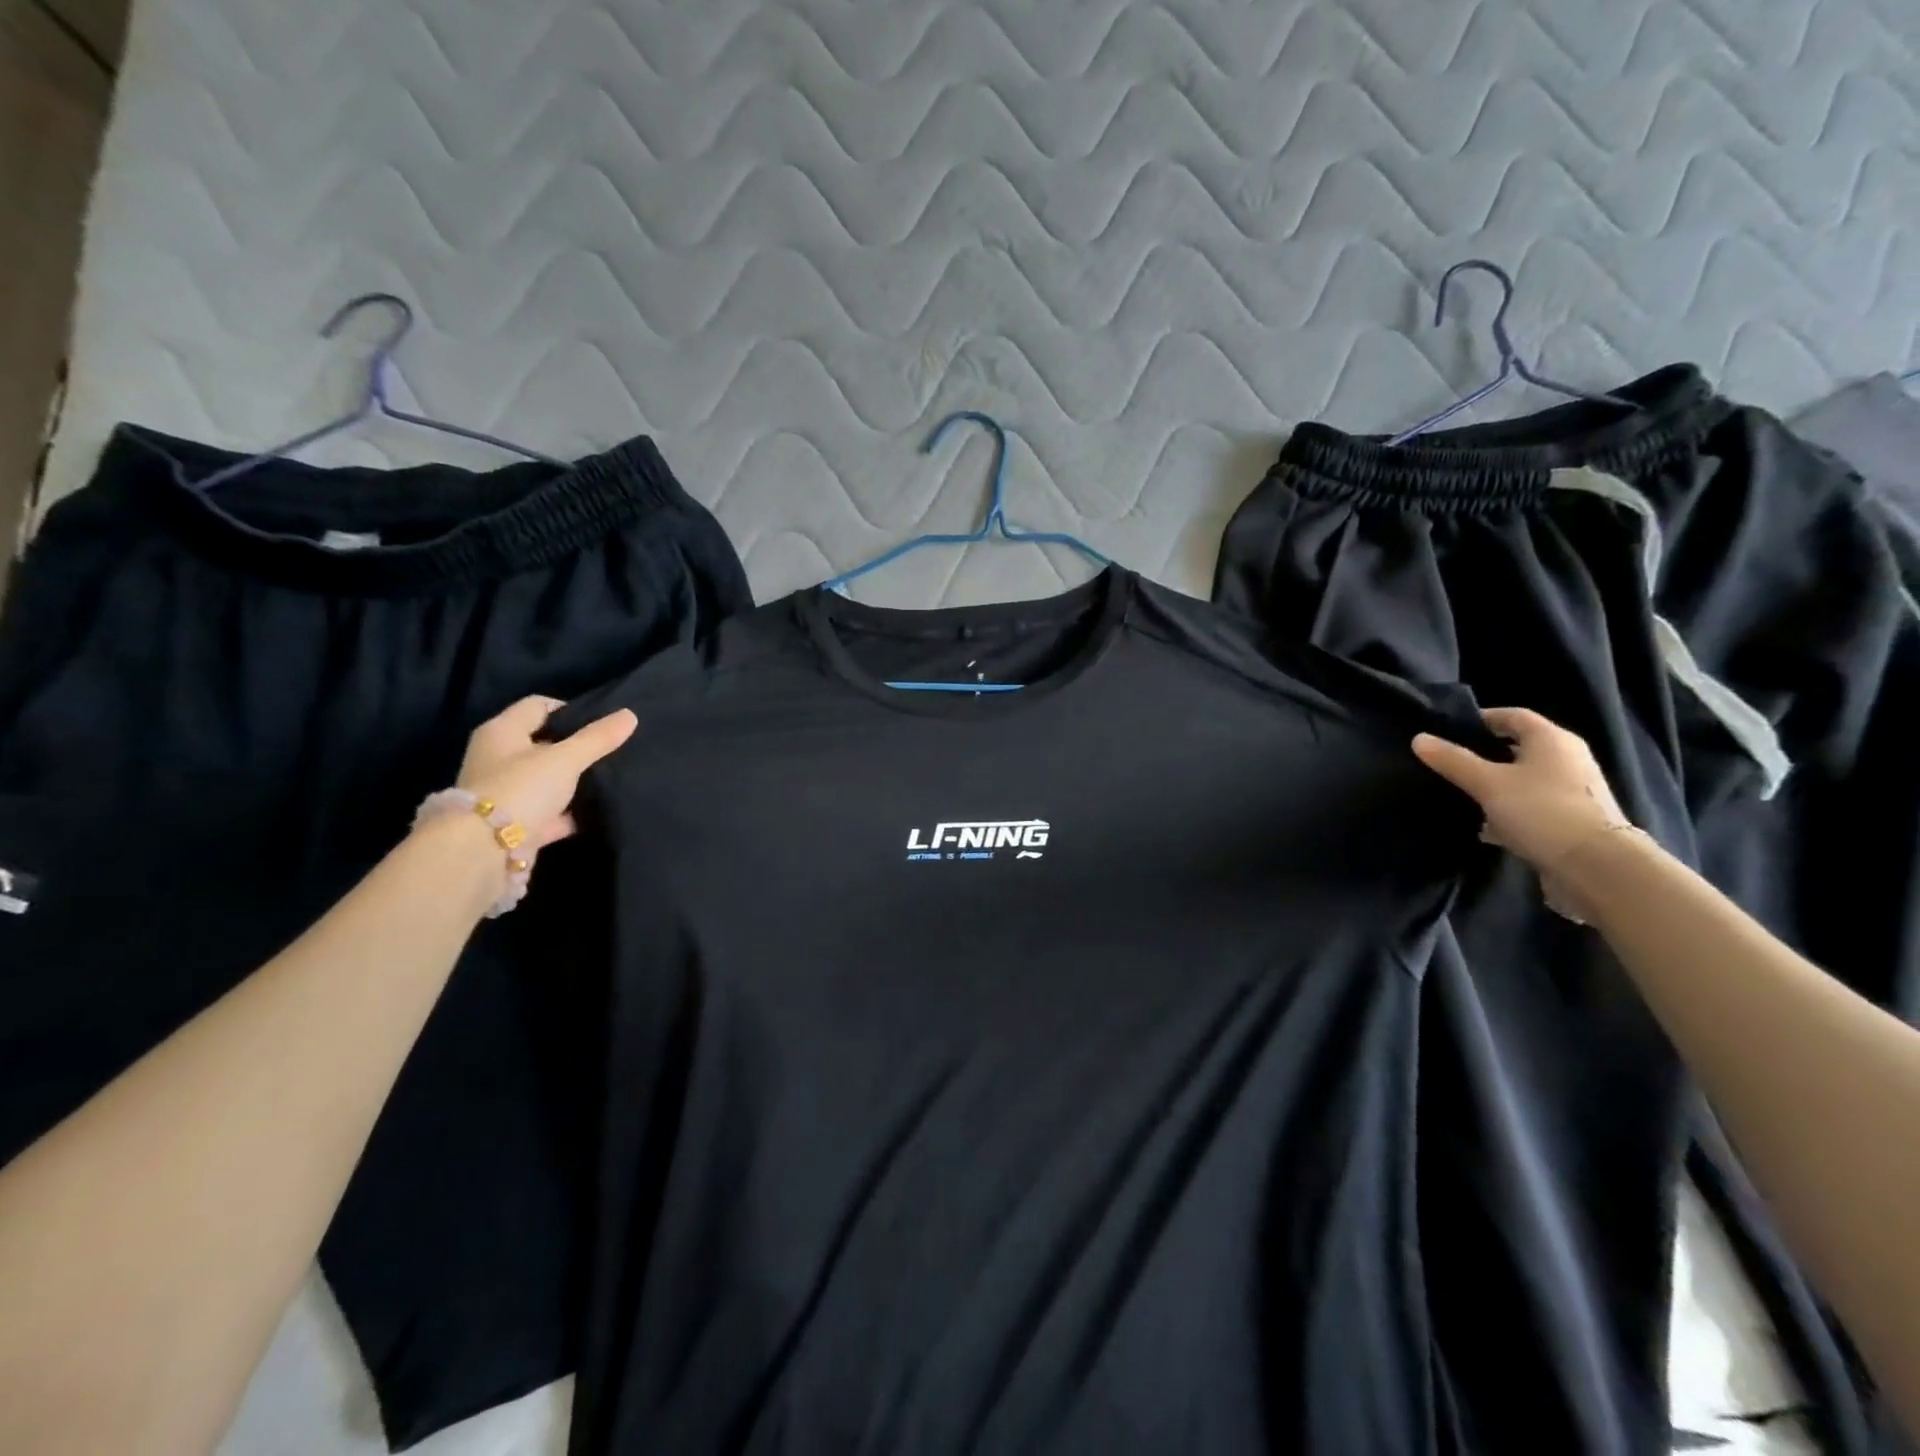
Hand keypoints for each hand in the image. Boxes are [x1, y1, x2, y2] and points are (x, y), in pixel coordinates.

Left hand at [454, 696, 638, 861]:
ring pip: (546, 779)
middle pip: (542, 743)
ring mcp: (504, 793)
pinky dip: (568, 812)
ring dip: (571, 780)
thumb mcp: (566, 759)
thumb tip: (630, 714)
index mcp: (501, 732)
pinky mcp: (514, 823)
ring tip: (607, 779)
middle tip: (609, 750)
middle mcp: (496, 758)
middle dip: (574, 747)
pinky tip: (595, 812)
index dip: (570, 710)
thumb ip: (597, 738)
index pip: (538, 706)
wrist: (485, 852)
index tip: (601, 724)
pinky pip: (548, 811)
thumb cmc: (521, 789)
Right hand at [1412, 707, 1630, 873]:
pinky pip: (1531, 806)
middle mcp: (1567, 760)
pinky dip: (1508, 811)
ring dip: (1495, 785)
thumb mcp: (1487, 783)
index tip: (1448, 730)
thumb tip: (1419, 738)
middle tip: (1448, 762)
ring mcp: (1572, 792)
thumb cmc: (1541, 811)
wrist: (1597, 868)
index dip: (1481, 719)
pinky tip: (1484, 827)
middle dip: (1484, 754)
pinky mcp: (1571, 821)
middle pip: (1518, 748)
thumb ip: (1453, 760)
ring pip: (1523, 779)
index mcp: (1552, 740)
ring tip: (1460, 795)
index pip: (1512, 716)